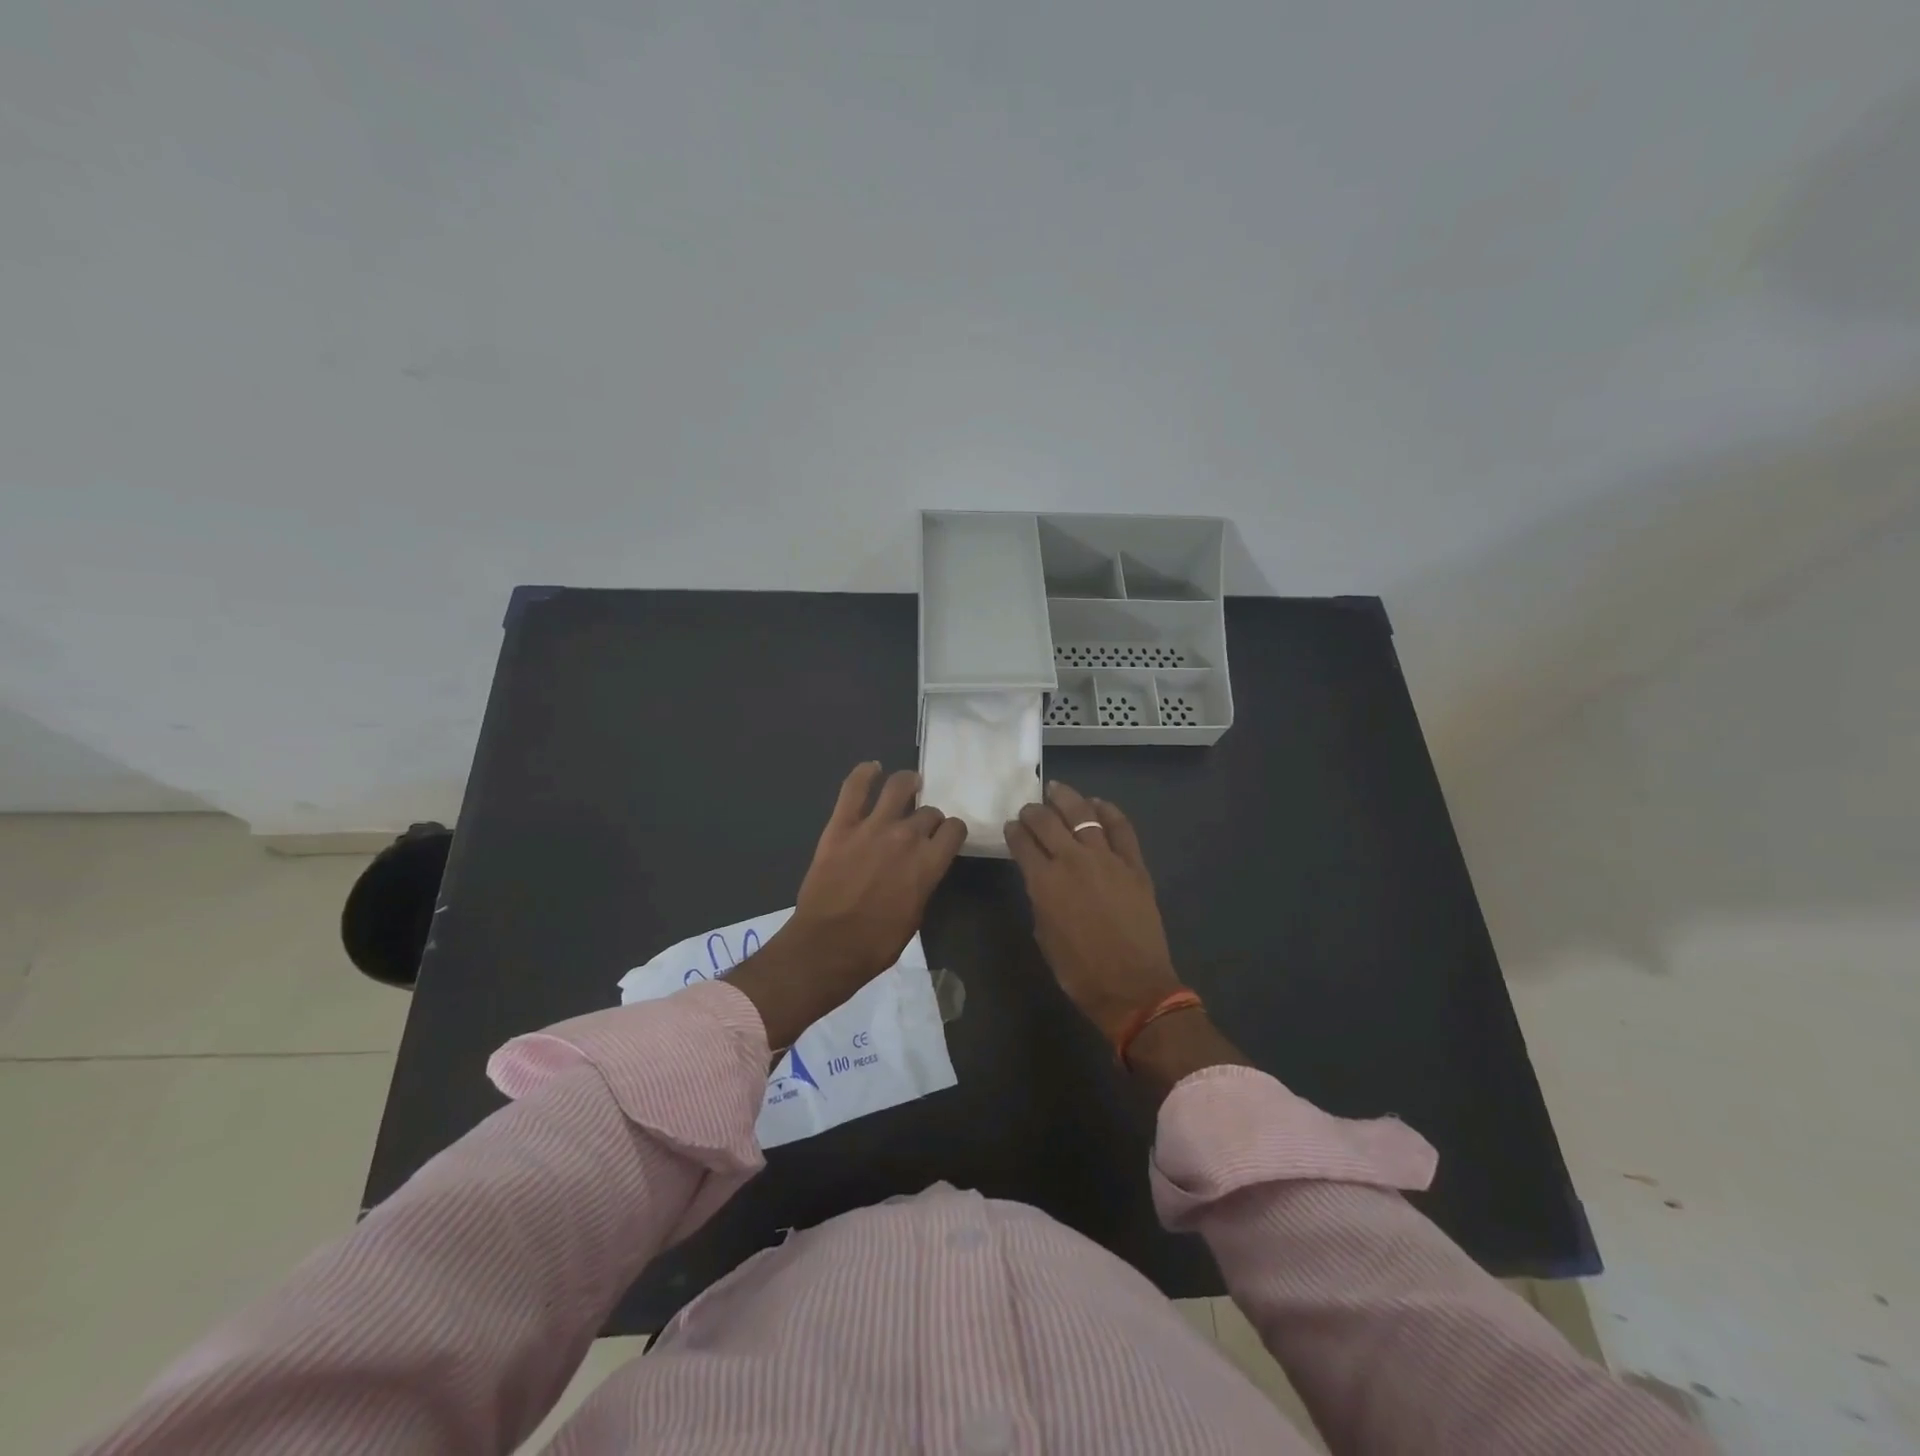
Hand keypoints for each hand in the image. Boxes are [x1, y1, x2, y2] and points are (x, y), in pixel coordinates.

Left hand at [729, 763, 965, 1047]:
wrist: (827, 946)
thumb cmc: (877, 943)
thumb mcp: (916, 915)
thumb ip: (923, 882)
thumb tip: (921, 868)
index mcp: (930, 862)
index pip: (954, 829)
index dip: (952, 831)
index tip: (946, 837)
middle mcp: (907, 836)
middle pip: (929, 812)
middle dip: (929, 818)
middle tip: (920, 826)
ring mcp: (873, 826)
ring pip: (899, 787)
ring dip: (908, 783)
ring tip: (909, 784)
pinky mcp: (841, 824)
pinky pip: (854, 788)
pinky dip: (865, 773)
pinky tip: (872, 768)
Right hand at [1003, 781, 1183, 1043]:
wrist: (1132, 987)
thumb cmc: (1079, 971)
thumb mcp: (1044, 936)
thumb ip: (1040, 900)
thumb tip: (1042, 881)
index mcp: (1044, 882)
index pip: (1022, 843)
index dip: (1014, 831)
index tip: (1011, 826)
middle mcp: (1072, 860)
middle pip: (1047, 822)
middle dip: (1033, 811)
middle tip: (1029, 809)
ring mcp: (1107, 858)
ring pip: (1083, 814)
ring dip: (1066, 798)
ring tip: (1057, 789)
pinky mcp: (1134, 864)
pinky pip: (1121, 828)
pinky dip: (1108, 811)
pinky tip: (1098, 804)